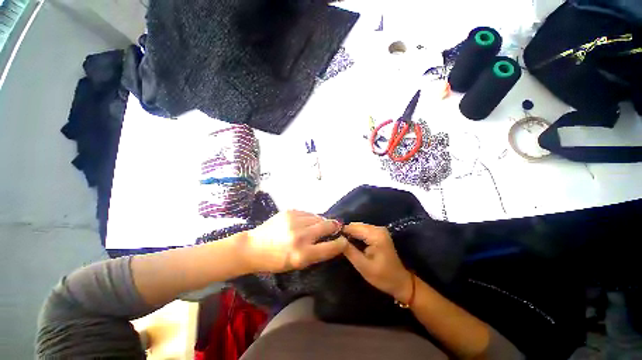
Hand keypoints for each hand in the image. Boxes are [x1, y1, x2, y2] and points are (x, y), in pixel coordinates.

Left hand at [245, 210, 346, 272]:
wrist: (254, 247)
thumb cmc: (276, 260)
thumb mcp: (297, 264)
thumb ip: (316, 252)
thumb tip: (331, 240)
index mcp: (302, 255)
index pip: (330, 247)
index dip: (341, 243)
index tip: (344, 240)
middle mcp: (300, 236)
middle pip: (327, 226)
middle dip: (334, 226)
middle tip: (336, 227)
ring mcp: (294, 221)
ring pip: (318, 217)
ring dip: (320, 222)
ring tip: (317, 226)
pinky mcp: (289, 212)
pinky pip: (307, 213)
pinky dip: (310, 217)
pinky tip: (305, 222)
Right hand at [342, 223, 412, 302]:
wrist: (400, 282)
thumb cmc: (382, 277)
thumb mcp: (363, 266)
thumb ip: (349, 251)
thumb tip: (337, 239)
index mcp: (375, 235)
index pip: (353, 227)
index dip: (341, 232)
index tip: (331, 238)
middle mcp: (378, 228)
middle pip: (356, 225)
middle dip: (345, 232)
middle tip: (335, 242)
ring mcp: (379, 230)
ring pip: (358, 227)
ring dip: (350, 233)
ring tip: (341, 242)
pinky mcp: (379, 233)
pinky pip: (363, 230)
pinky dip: (356, 234)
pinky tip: (350, 242)